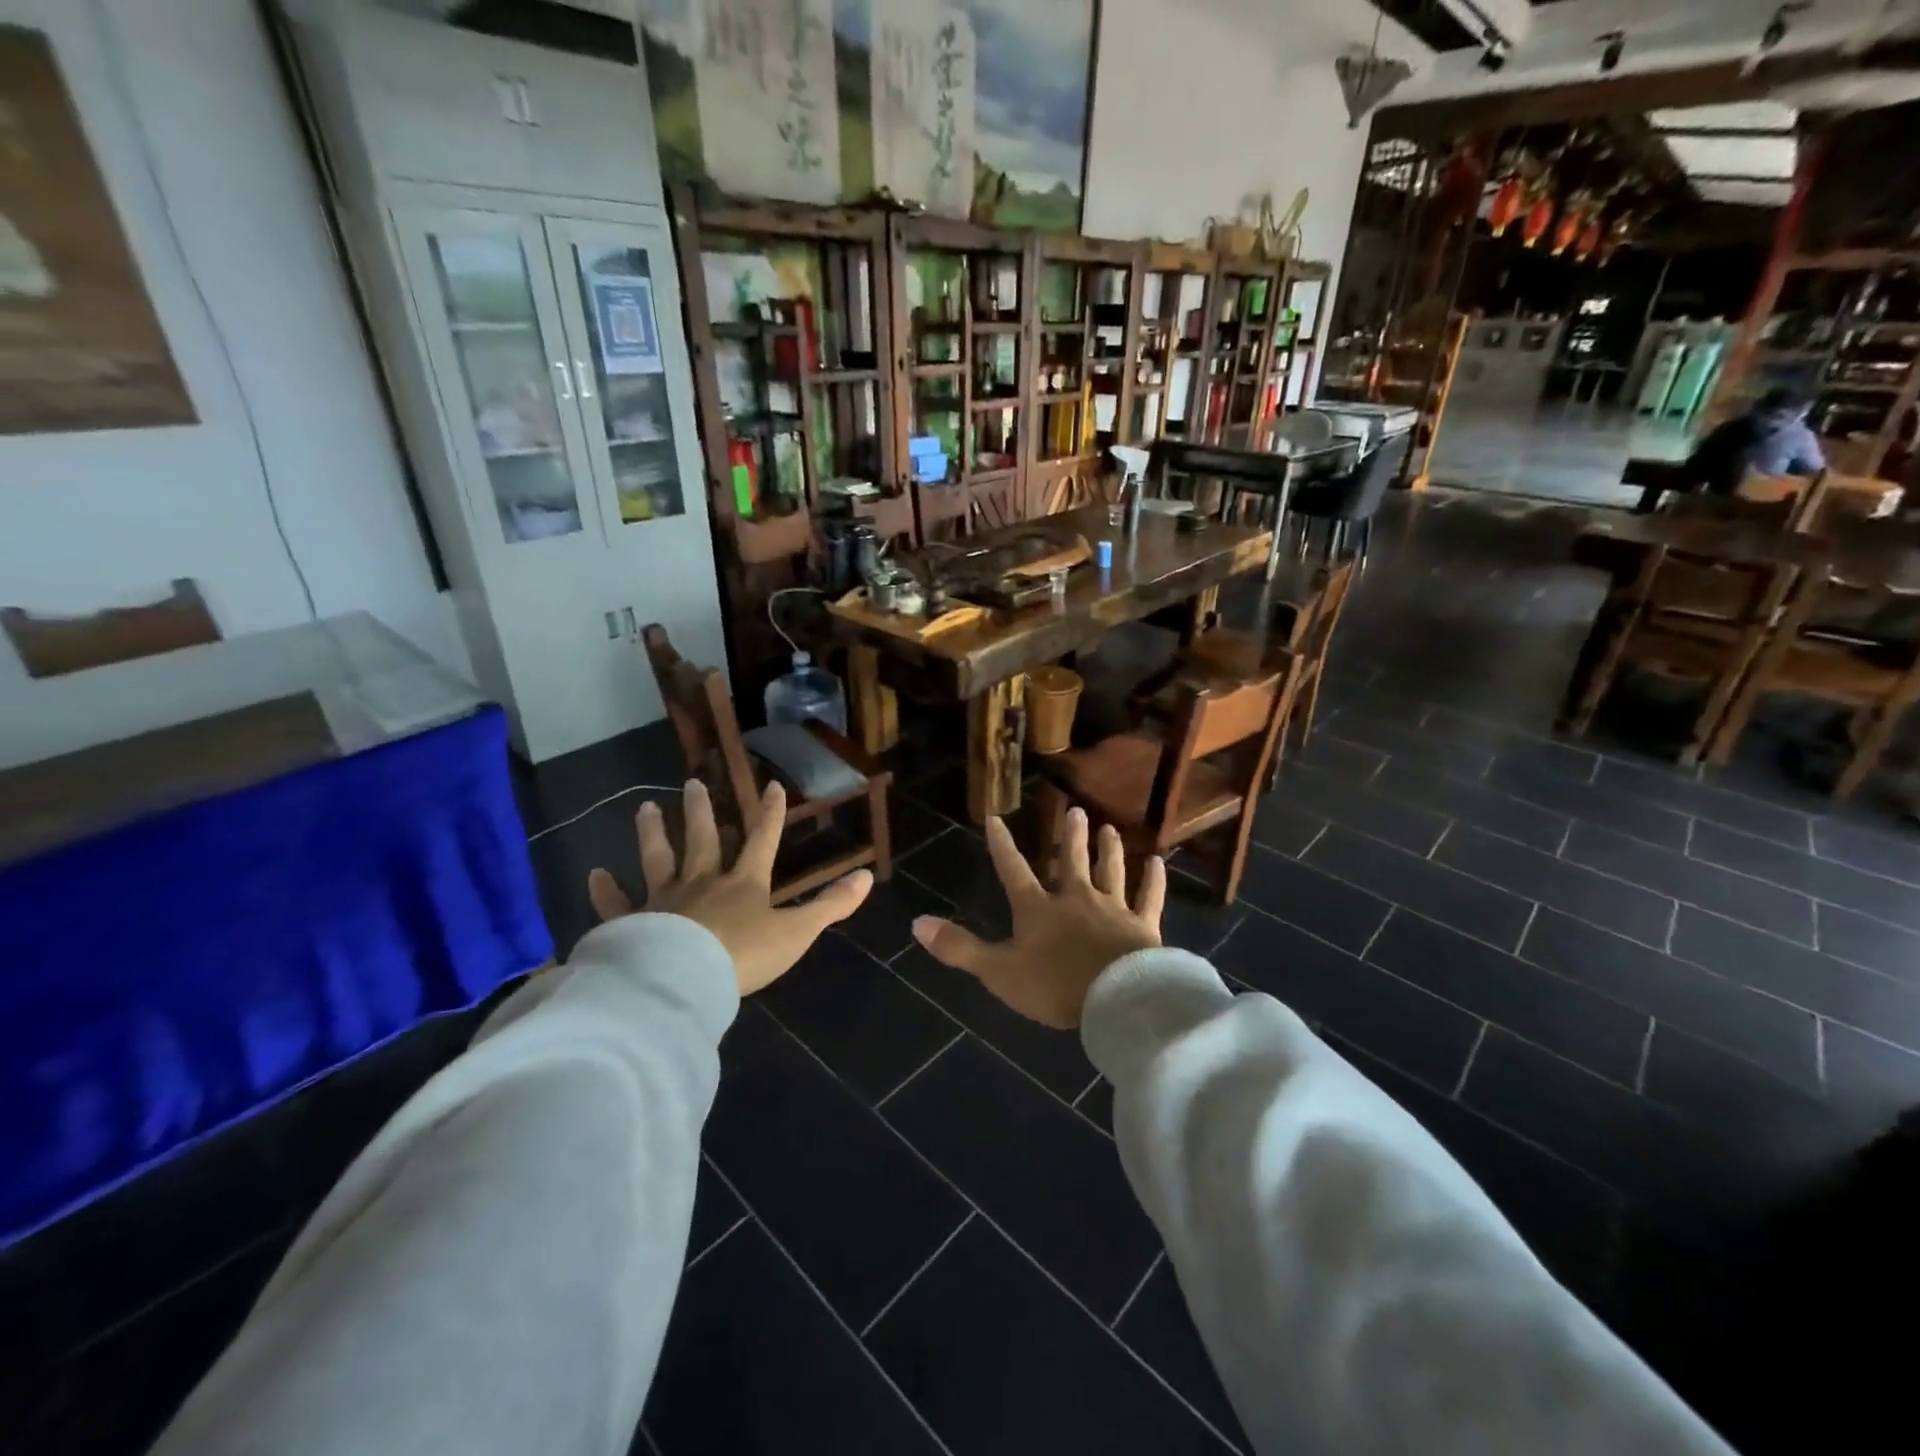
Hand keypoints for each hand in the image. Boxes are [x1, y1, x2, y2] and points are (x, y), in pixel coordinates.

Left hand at [588, 778, 872, 996]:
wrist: (683, 982)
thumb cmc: (744, 956)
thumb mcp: (797, 932)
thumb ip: (830, 906)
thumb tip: (868, 878)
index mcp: (744, 883)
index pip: (762, 840)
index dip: (771, 814)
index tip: (772, 785)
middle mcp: (703, 881)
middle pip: (702, 839)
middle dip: (701, 811)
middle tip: (693, 782)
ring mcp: (665, 900)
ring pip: (658, 858)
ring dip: (652, 833)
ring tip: (645, 807)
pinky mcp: (633, 923)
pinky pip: (617, 904)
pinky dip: (605, 890)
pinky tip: (594, 874)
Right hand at [912, 809, 1163, 1028]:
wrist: (1116, 998)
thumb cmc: (1055, 986)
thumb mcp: (998, 971)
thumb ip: (959, 947)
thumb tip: (915, 923)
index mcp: (1038, 909)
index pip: (1013, 870)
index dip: (1002, 846)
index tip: (995, 818)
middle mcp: (1074, 899)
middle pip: (1070, 861)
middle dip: (1070, 836)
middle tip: (1076, 810)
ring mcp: (1112, 910)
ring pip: (1109, 872)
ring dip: (1108, 849)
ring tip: (1109, 828)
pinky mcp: (1143, 927)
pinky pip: (1149, 899)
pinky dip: (1153, 881)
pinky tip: (1159, 862)